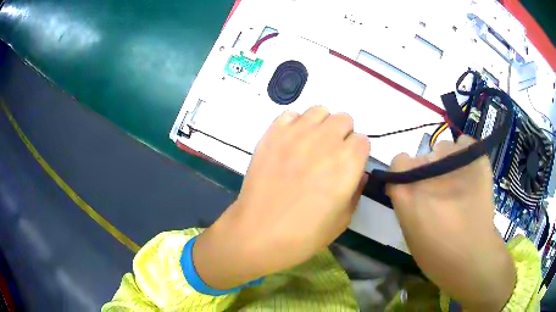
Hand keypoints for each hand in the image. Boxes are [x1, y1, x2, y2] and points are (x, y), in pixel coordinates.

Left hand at [193, 106, 369, 289]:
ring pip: (319, 111)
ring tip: (311, 145)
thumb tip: (358, 174)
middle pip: (344, 119)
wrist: (259, 233)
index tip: (348, 165)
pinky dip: (295, 124)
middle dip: (342, 135)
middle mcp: (325, 141)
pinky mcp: (273, 134)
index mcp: (348, 162)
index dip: (357, 153)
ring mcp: (296, 134)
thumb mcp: (342, 219)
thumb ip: (355, 191)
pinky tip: (291, 143)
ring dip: (321, 125)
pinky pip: (290, 114)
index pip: (362, 140)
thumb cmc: (305, 234)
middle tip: (330, 155)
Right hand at [388, 136, 515, 310]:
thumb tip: (408, 186)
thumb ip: (405, 201)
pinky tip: (468, 172)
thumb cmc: (436, 255)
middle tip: (440, 192)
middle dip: (427, 172)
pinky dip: (464, 154)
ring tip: (458, 184)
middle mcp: (427, 168)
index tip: (413, 188)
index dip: (405, 175)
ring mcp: (453, 158)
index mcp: (408, 188)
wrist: (473, 258)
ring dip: (446, 163)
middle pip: (423, 156)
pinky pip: (465, 144)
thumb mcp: (408, 231)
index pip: (398, 161)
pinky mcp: (476, 157)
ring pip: (443, 147)